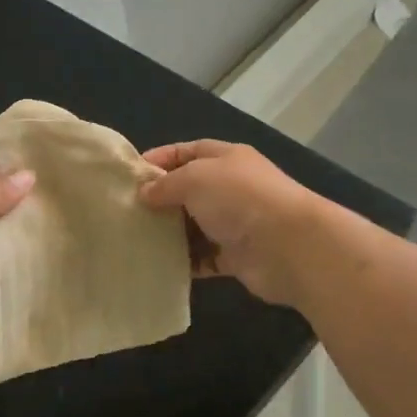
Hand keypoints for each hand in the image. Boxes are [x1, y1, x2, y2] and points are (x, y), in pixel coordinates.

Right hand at [138, 140, 325, 305]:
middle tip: (127, 212)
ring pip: (195, 226)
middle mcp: (232, 188)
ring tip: (136, 240)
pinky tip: (159, 265)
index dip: (161, 159)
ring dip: (170, 233)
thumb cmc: (240, 199)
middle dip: (160, 199)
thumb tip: (145, 193)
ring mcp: (236, 223)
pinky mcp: (237, 256)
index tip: (130, 175)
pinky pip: (203, 258)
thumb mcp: (195, 178)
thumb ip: (166, 184)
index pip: (188, 151)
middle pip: (189, 190)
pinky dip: (185, 262)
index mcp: (227, 159)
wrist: (289, 246)